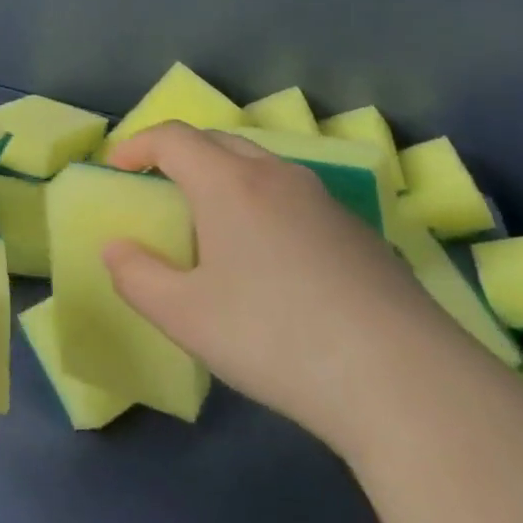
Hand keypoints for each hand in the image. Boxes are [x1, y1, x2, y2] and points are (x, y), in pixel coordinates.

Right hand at [102, 122, 484, 460]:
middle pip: (219, 142)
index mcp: (230, 184)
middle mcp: (279, 178)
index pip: (173, 138)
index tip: (116, 168)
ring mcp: (327, 204)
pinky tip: (269, 262)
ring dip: (224, 178)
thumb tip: (117, 249)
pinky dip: (263, 206)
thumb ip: (135, 276)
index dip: (137, 145)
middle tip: (159, 189)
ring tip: (211, 225)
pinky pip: (294, 199)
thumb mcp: (183, 316)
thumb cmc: (274, 337)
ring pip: (262, 168)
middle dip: (179, 155)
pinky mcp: (361, 236)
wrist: (407, 384)